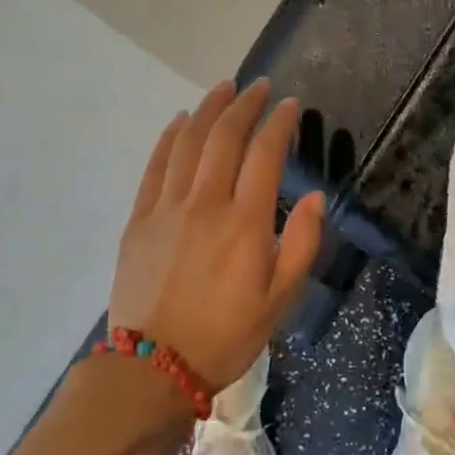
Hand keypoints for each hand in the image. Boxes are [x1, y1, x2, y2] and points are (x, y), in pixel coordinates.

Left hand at [110, 78, 324, 392]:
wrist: (153, 368)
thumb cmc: (227, 335)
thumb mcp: (281, 299)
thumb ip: (301, 243)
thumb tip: (315, 197)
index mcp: (244, 222)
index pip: (265, 153)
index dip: (280, 122)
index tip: (291, 105)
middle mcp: (205, 203)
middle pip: (225, 136)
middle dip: (245, 104)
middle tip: (259, 86)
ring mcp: (167, 208)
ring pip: (188, 142)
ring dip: (208, 109)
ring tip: (224, 89)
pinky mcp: (139, 219)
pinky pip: (155, 165)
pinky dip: (170, 137)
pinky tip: (180, 121)